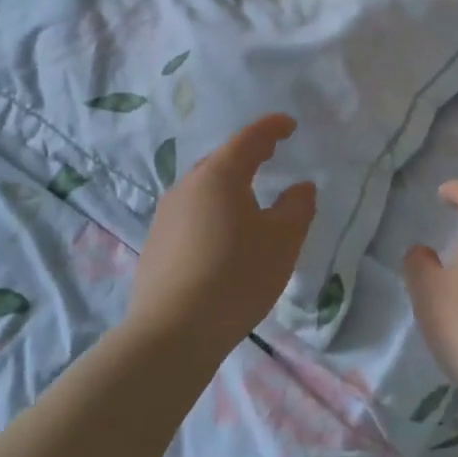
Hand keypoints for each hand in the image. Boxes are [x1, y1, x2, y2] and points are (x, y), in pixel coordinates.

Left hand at [128, 114, 316, 351]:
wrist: (172, 332)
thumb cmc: (236, 276)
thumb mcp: (282, 241)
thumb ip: (297, 207)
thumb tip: (301, 187)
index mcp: (219, 176)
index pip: (249, 139)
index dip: (271, 128)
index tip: (289, 125)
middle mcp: (187, 187)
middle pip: (221, 161)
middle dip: (247, 155)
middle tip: (270, 154)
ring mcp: (165, 216)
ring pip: (203, 189)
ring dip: (228, 186)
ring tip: (249, 198)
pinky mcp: (156, 245)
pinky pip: (191, 215)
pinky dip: (212, 212)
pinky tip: (223, 236)